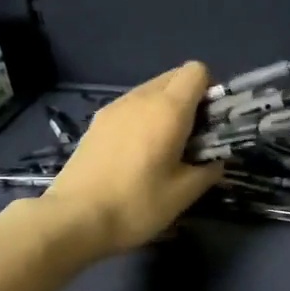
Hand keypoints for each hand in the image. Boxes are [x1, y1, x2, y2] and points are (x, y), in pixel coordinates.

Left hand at [38, 62, 224, 259]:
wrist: (74, 218)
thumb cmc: (136, 204)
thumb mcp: (183, 194)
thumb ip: (208, 170)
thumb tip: (216, 160)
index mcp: (168, 109)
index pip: (197, 71)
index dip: (210, 91)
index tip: (211, 122)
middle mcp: (141, 97)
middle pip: (174, 77)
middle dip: (189, 99)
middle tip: (192, 137)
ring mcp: (114, 107)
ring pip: (150, 91)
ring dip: (165, 109)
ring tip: (164, 147)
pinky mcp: (96, 122)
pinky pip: (130, 106)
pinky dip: (142, 118)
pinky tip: (137, 154)